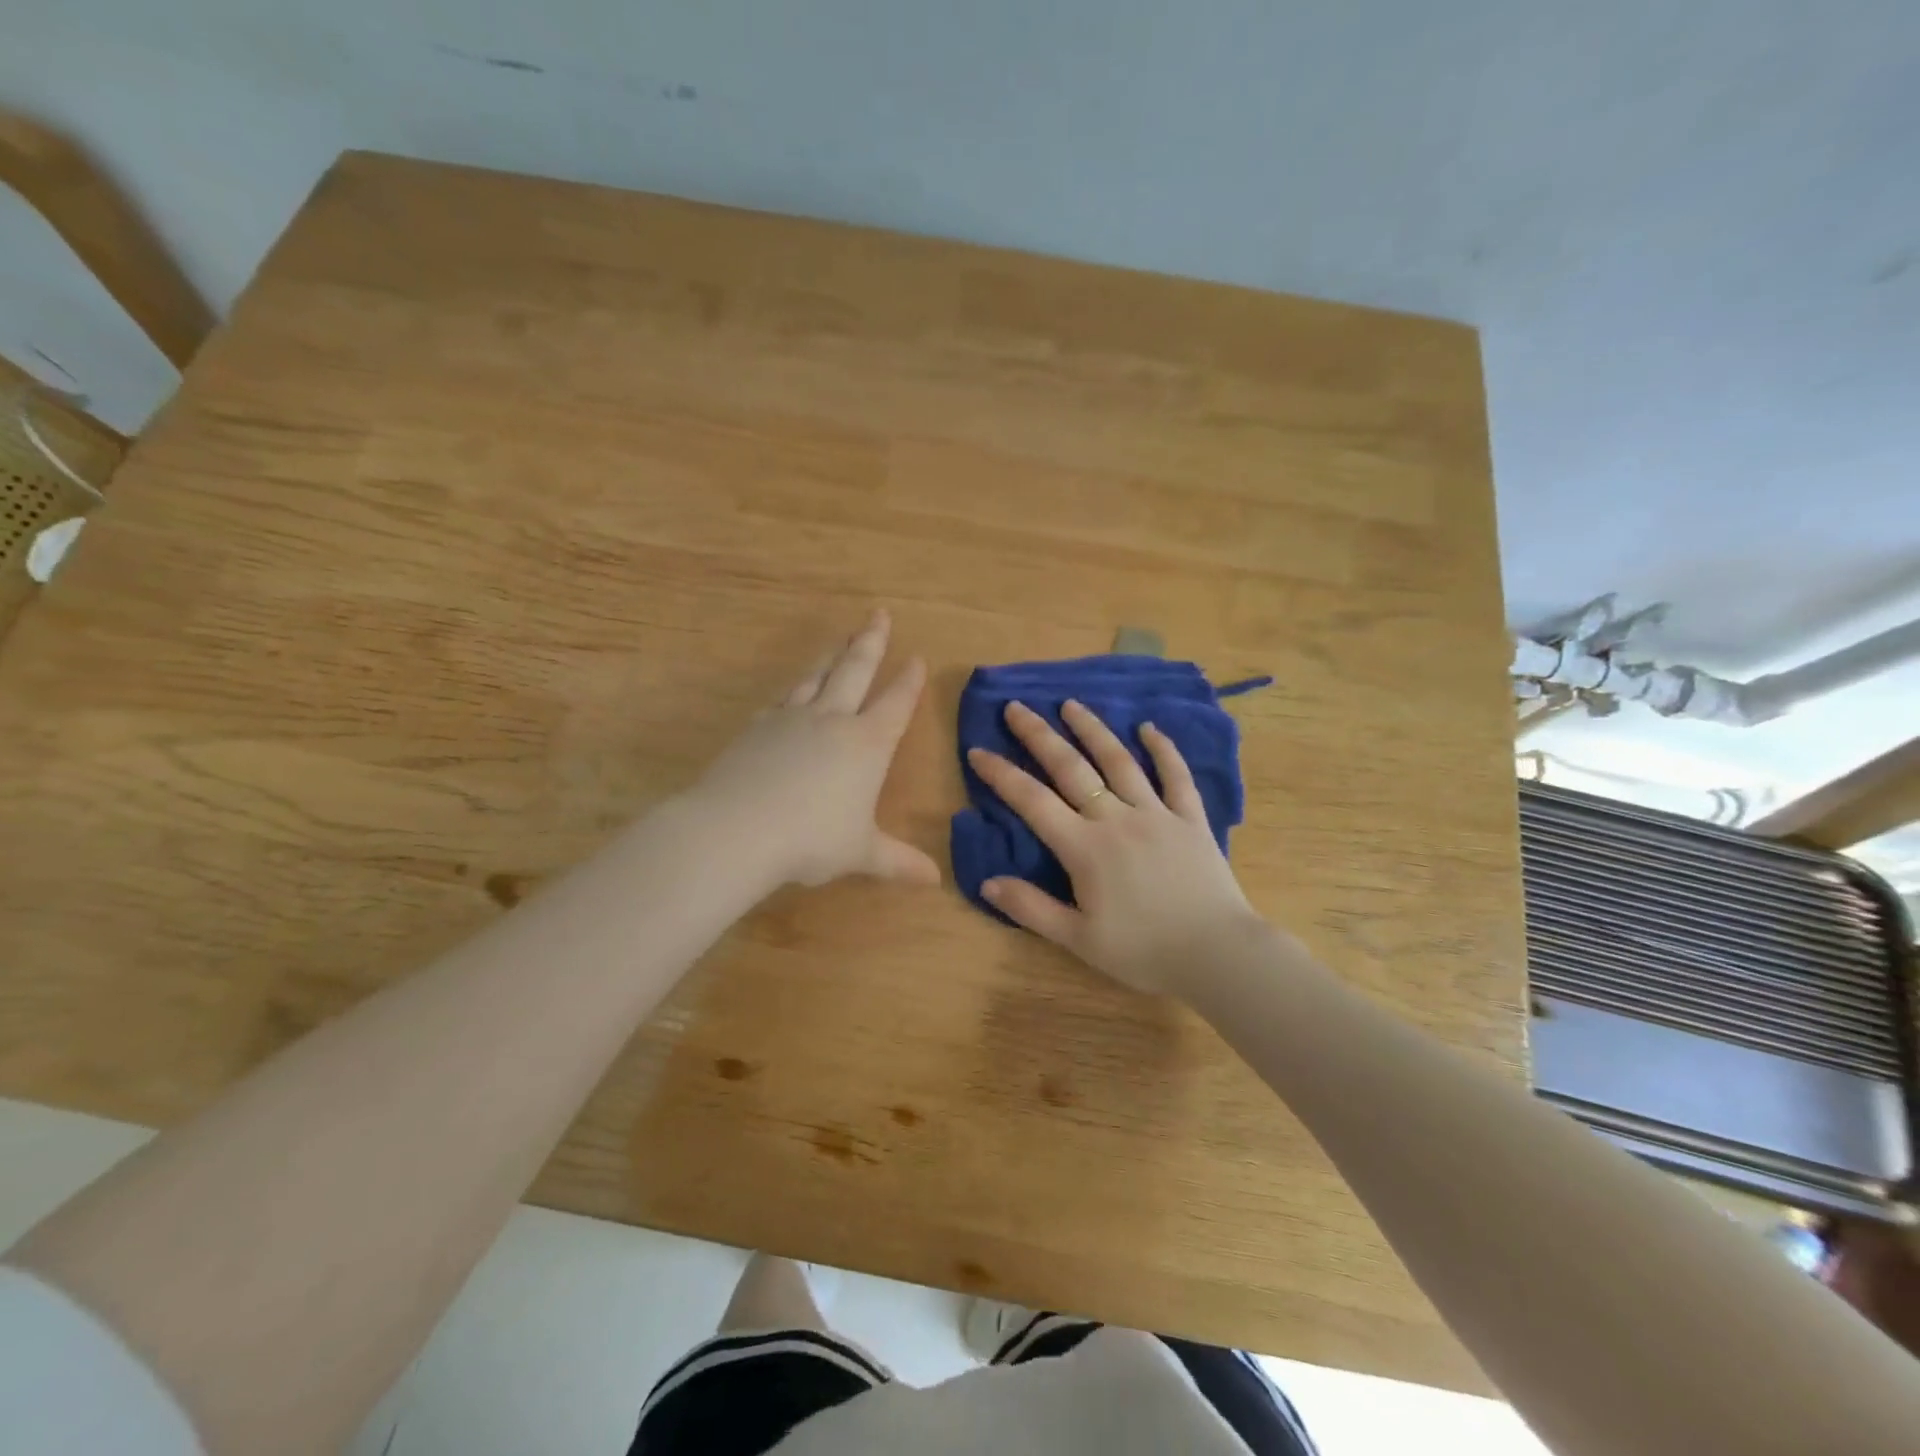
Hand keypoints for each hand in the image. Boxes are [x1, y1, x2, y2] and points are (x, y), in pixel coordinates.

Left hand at [689, 610, 940, 889]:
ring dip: (831, 655)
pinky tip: (789, 693)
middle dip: (871, 641)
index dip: (908, 681)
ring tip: (840, 637)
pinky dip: (791, 692)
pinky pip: (780, 701)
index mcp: (867, 744)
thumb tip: (934, 880)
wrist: (738, 829)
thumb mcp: (861, 853)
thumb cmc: (812, 839)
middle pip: (855, 670)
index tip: (917, 658)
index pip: (895, 703)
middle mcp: (832, 721)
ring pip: (816, 676)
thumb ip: (897, 862)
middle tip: (879, 613)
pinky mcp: (756, 727)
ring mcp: (790, 719)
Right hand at [967, 700, 1264, 994]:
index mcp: (1084, 848)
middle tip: (1017, 708)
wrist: (1217, 954)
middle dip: (1040, 736)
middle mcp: (1116, 819)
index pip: (1032, 801)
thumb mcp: (1078, 939)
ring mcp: (1157, 814)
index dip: (1001, 775)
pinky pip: (1176, 776)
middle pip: (1071, 768)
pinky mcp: (1191, 819)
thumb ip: (1031, 908)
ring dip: (1092, 730)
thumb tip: (987, 881)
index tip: (978, 750)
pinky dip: (1163, 749)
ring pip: (1119, 761)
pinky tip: (1149, 728)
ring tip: (1071, 704)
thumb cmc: (1143, 951)